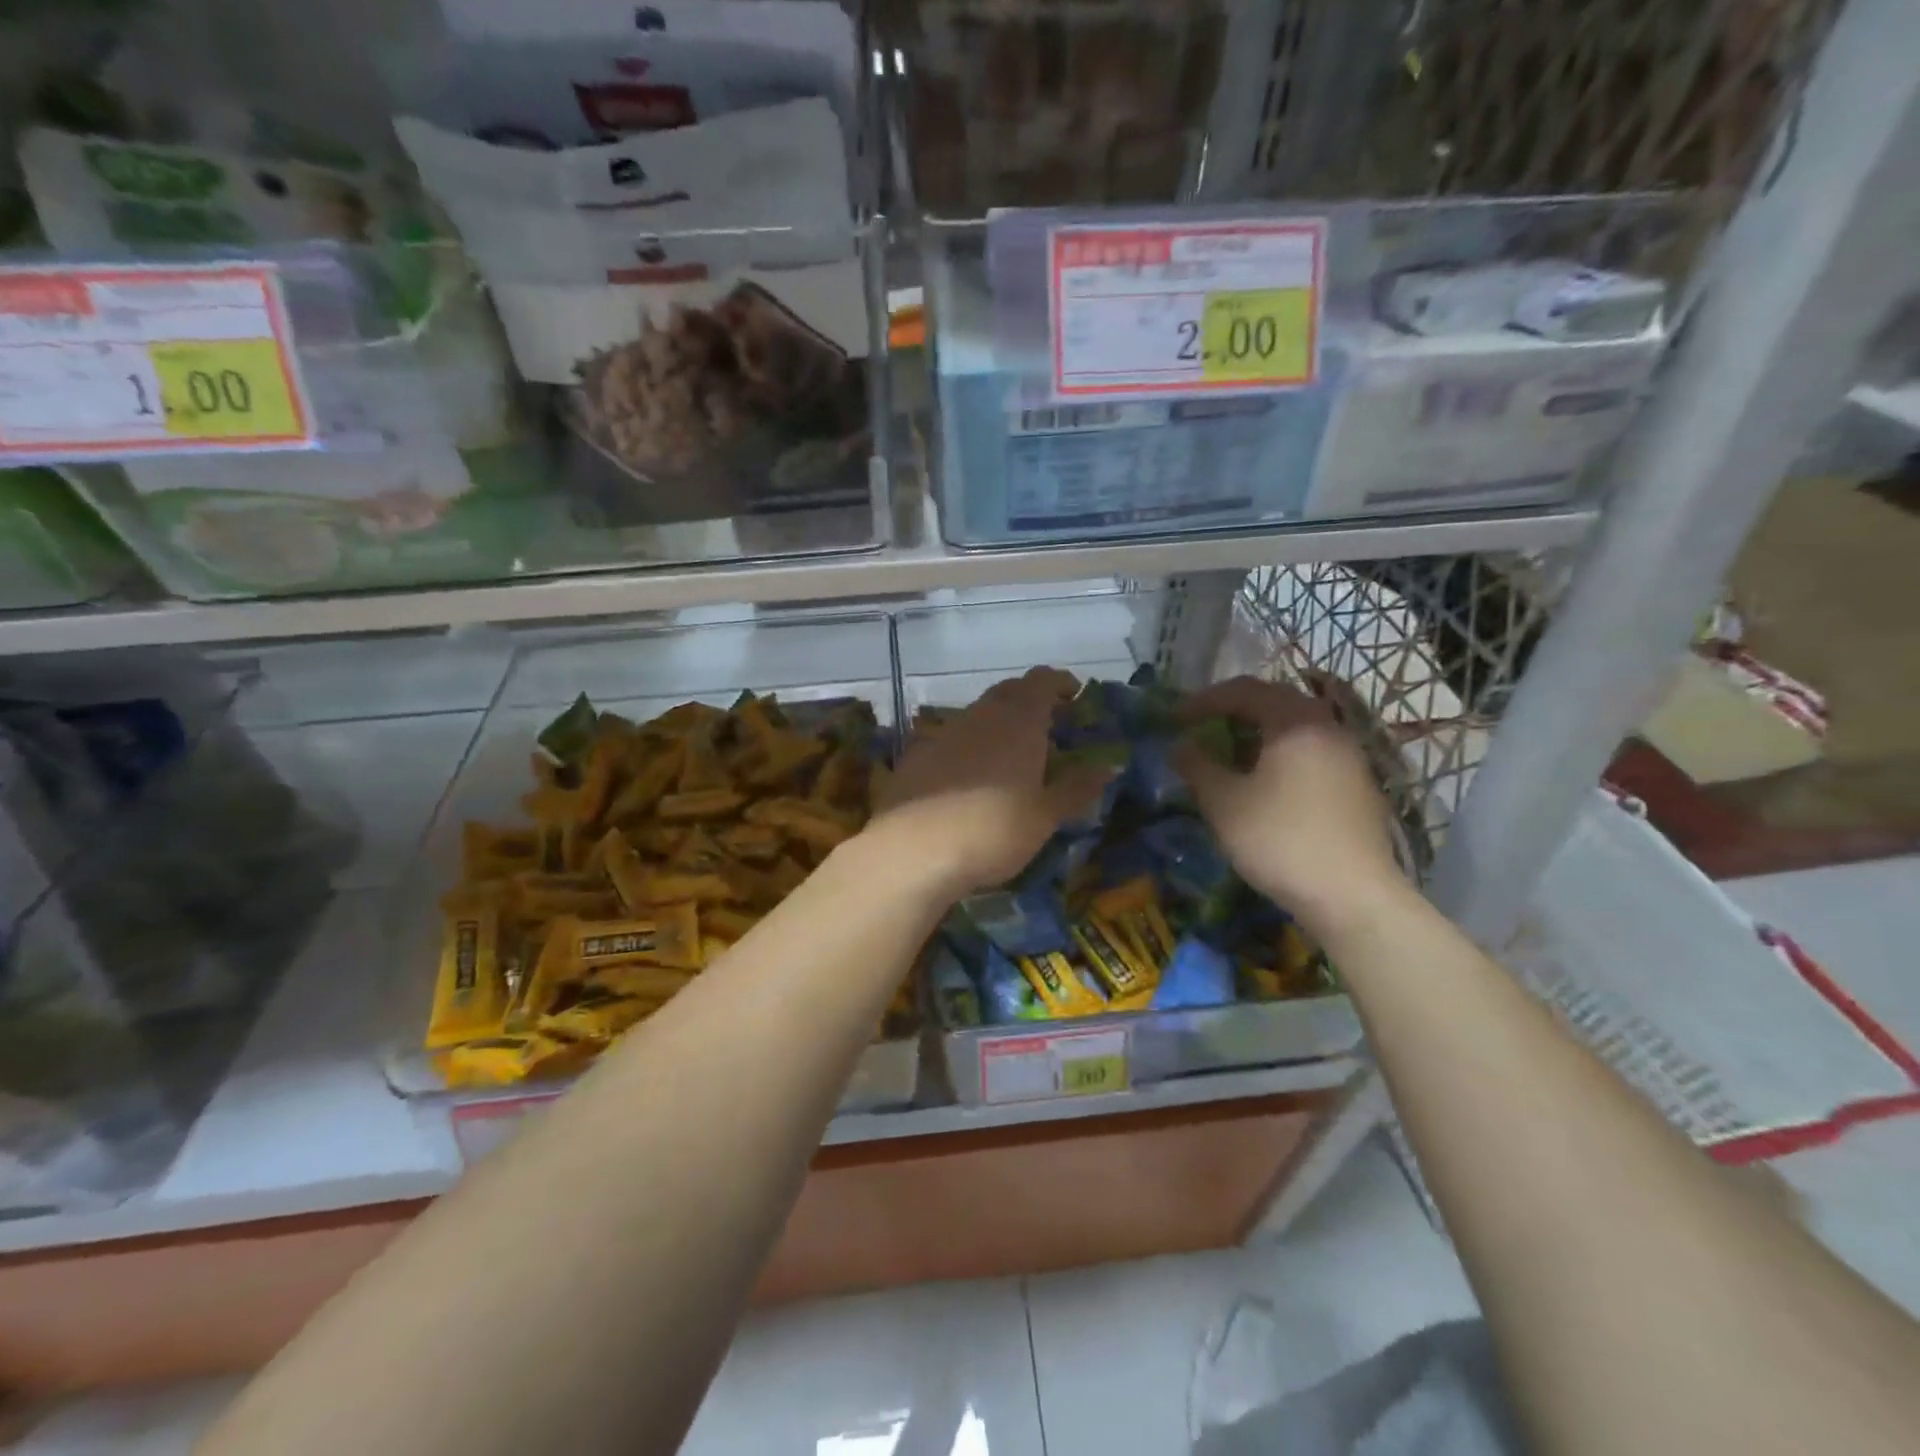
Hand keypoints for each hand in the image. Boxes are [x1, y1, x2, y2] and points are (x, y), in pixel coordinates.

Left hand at [865, 668, 1111, 899]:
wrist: (913, 851)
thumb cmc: (993, 830)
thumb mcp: (1044, 816)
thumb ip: (1076, 789)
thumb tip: (1108, 768)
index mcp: (1019, 722)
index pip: (1042, 681)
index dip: (1059, 683)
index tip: (1073, 698)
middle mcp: (981, 716)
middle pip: (1008, 691)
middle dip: (1029, 700)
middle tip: (1047, 725)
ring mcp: (944, 733)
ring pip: (977, 713)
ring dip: (997, 723)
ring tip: (1010, 753)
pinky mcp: (916, 756)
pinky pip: (950, 738)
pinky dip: (967, 746)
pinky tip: (967, 776)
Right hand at [1173, 676, 1402, 935]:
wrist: (1351, 896)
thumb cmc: (1279, 839)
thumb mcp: (1223, 802)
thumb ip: (1197, 766)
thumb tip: (1179, 745)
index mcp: (1295, 721)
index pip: (1244, 690)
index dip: (1203, 700)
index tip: (1174, 718)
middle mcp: (1328, 727)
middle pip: (1275, 701)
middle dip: (1233, 710)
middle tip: (1202, 727)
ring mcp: (1349, 755)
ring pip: (1296, 727)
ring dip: (1258, 732)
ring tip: (1229, 753)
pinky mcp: (1358, 784)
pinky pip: (1311, 751)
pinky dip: (1280, 753)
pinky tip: (1265, 781)